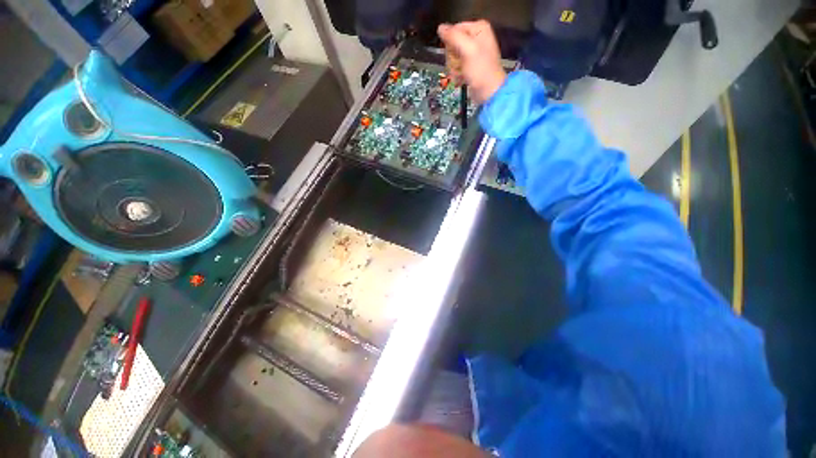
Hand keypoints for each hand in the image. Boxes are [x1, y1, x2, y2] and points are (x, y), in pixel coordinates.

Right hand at [438, 20, 506, 103]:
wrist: (488, 92)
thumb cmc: (481, 71)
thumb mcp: (468, 49)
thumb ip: (453, 36)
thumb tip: (440, 28)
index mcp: (478, 29)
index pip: (454, 29)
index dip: (451, 43)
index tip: (456, 53)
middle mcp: (476, 38)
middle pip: (452, 44)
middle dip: (453, 58)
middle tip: (460, 65)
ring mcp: (472, 53)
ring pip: (452, 57)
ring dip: (454, 68)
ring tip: (461, 74)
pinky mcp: (469, 66)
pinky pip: (456, 67)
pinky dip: (456, 74)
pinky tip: (462, 79)